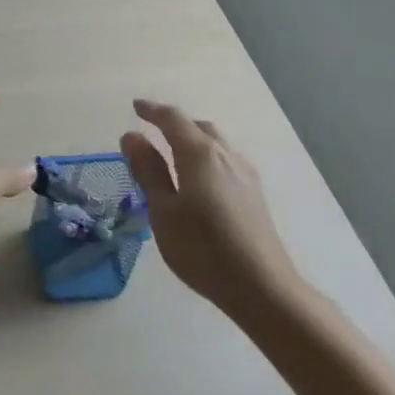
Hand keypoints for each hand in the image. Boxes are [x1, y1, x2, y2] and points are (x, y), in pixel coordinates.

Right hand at [120, 99, 305, 325]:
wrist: (262, 287)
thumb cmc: (202, 249)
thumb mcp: (162, 211)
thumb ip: (148, 171)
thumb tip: (132, 137)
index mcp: (200, 154)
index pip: (173, 119)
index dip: (152, 110)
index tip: (135, 107)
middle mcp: (225, 155)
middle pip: (198, 127)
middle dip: (174, 123)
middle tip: (151, 129)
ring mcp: (245, 174)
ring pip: (215, 143)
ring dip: (192, 139)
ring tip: (173, 152)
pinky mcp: (255, 194)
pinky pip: (225, 160)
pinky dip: (206, 156)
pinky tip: (200, 178)